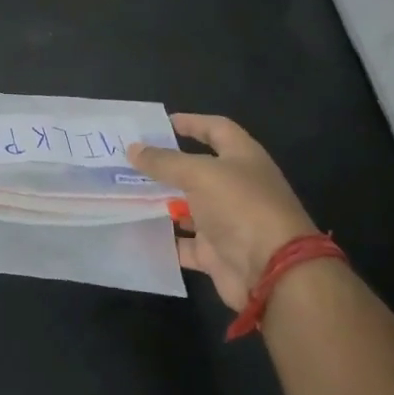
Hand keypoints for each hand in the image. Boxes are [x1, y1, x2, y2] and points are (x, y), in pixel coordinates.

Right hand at [127, 114, 317, 311]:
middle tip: (128, 160)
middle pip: (197, 170)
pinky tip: (135, 231)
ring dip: (160, 202)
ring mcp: (225, 222)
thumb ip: (165, 162)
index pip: (216, 130)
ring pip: (187, 207)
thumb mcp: (200, 175)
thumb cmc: (241, 208)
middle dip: (165, 165)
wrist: (270, 271)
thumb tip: (133, 149)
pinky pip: (182, 243)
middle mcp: (236, 187)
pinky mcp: (214, 252)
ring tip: (123, 193)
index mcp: (243, 158)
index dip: (191, 123)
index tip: (158, 124)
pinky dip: (163, 239)